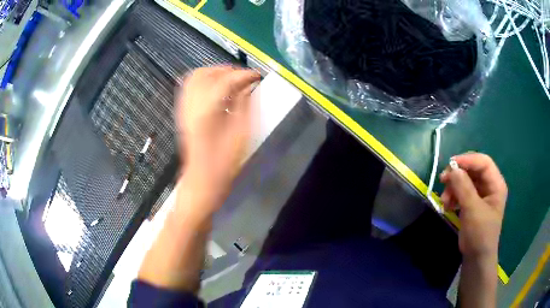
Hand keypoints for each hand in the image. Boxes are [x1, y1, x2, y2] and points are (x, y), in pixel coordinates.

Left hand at [175, 66, 260, 211]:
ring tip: (231, 81)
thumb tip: (247, 88)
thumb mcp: (241, 135)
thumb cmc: (224, 163)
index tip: (257, 77)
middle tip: (243, 78)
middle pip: (205, 73)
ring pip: (194, 77)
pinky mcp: (183, 113)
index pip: (225, 81)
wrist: (202, 180)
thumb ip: (244, 106)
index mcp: (207, 112)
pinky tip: (216, 89)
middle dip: (226, 70)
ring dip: (214, 73)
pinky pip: (190, 87)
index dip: (243, 75)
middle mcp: (191, 105)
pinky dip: (204, 81)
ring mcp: (184, 108)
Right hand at [440, 153, 507, 259]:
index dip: (468, 160)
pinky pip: (461, 191)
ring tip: (444, 201)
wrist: (476, 258)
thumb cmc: (480, 234)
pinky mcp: (472, 203)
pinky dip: (453, 196)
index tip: (450, 165)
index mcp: (496, 184)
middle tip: (443, 181)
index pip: (483, 162)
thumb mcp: (473, 210)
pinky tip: (447, 205)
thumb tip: (452, 168)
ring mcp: (481, 194)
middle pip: (473, 169)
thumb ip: (464, 188)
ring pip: (465, 180)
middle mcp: (489, 186)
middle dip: (458, 175)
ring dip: (453, 187)